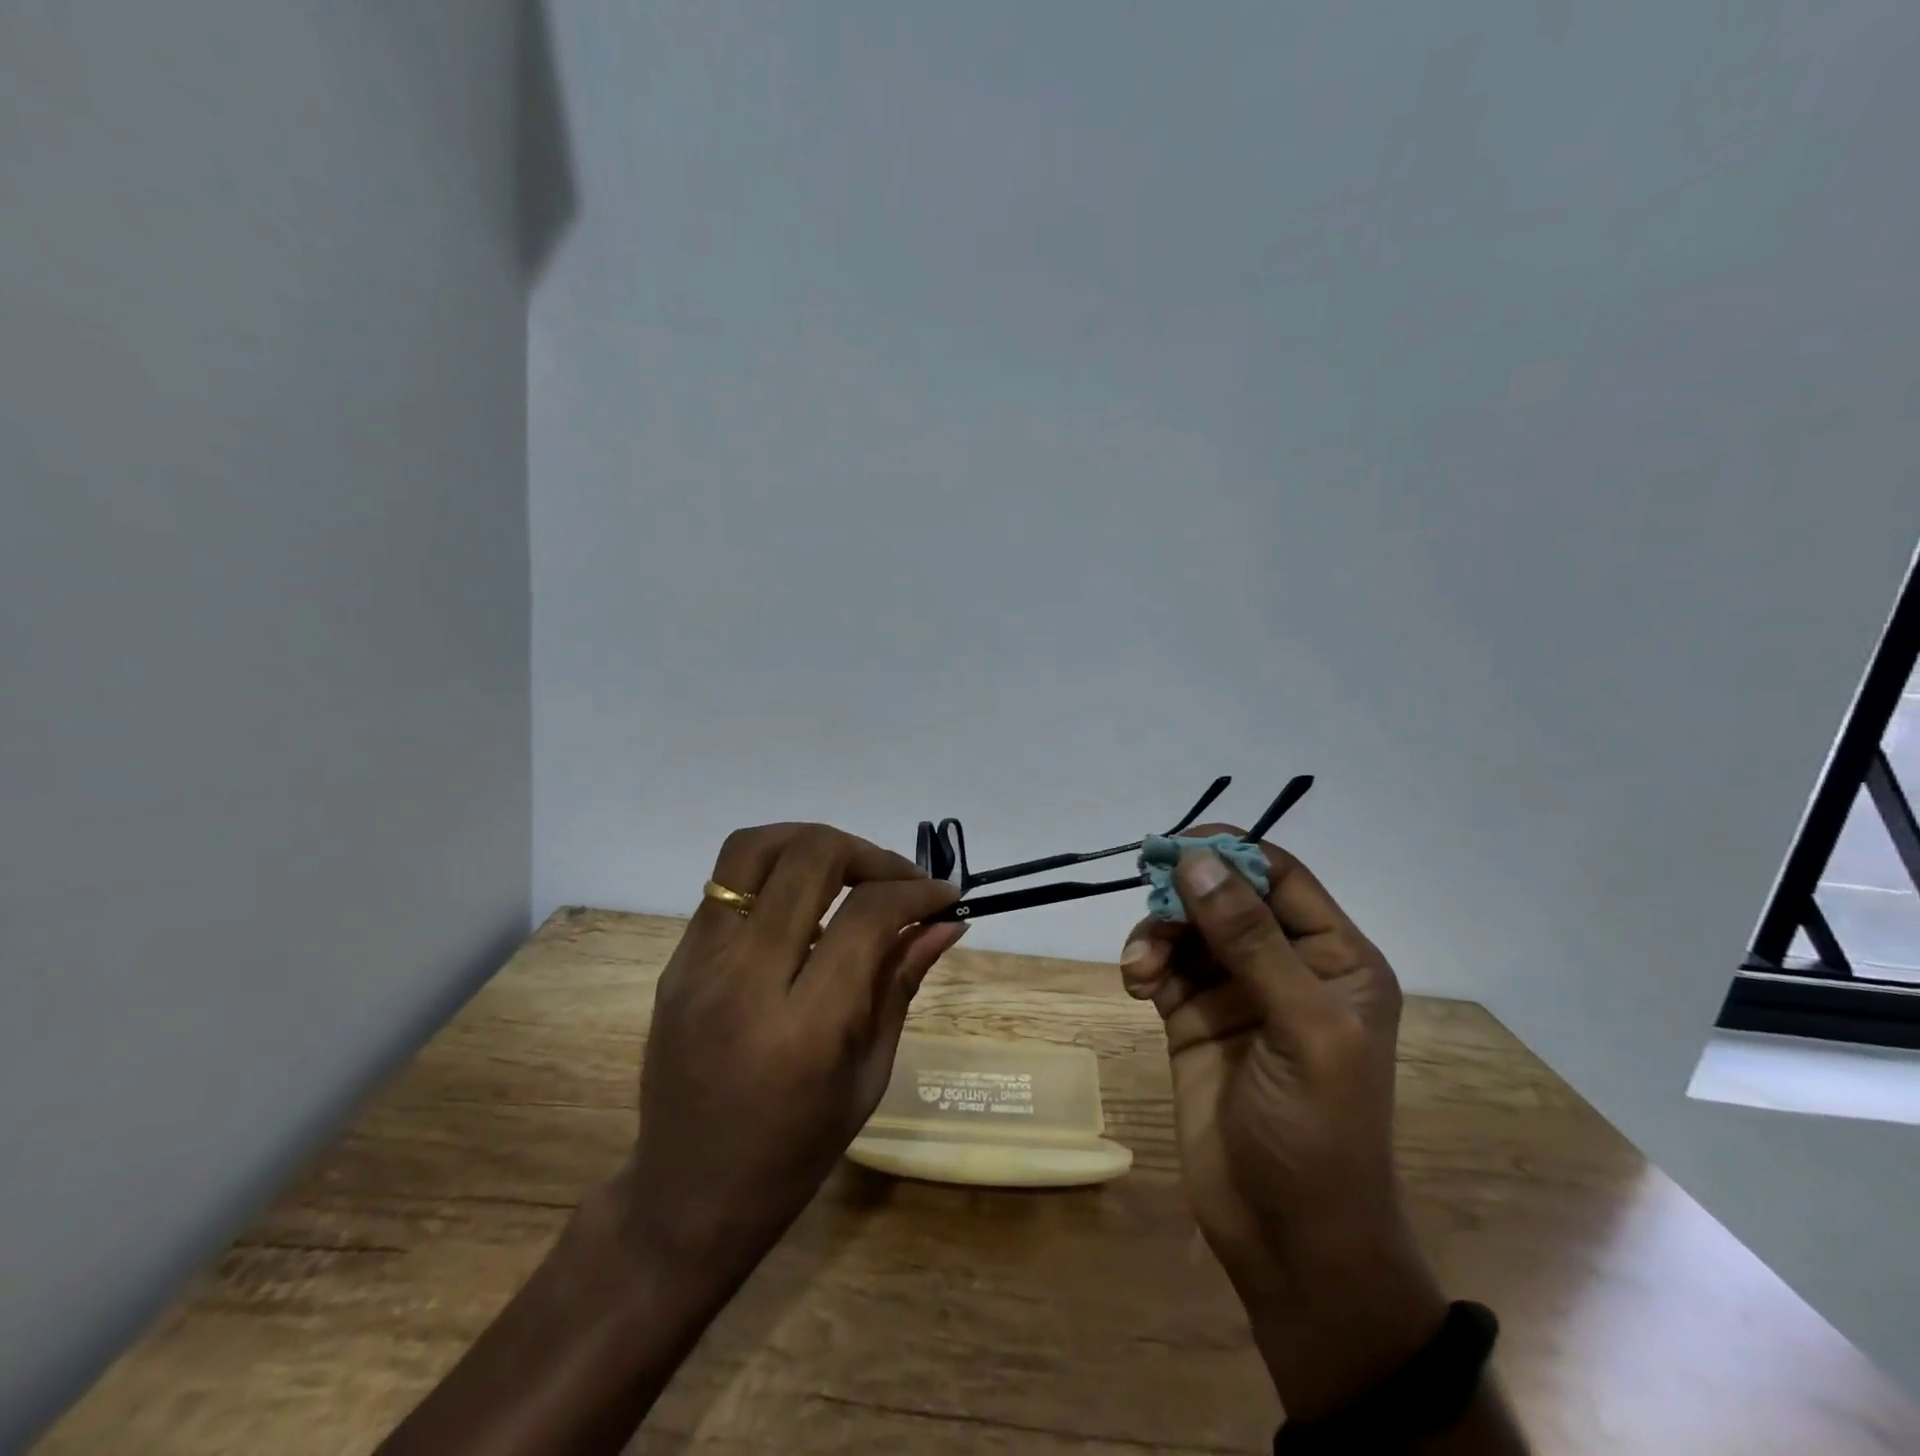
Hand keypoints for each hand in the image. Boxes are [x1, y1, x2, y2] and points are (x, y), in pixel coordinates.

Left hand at [611, 823, 964, 1280]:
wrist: (687, 1196)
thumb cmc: (794, 1153)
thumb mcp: (868, 1074)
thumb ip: (901, 981)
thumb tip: (946, 921)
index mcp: (804, 1027)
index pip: (867, 915)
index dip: (916, 891)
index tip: (944, 896)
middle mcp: (744, 980)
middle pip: (810, 858)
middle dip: (868, 853)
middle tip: (897, 879)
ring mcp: (699, 964)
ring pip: (754, 848)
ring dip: (813, 842)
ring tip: (849, 868)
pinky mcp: (676, 960)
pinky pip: (727, 882)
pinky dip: (776, 870)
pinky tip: (803, 901)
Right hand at [1119, 827, 1449, 1422]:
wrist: (1288, 1241)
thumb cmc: (1319, 1134)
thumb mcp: (1302, 1029)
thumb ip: (1251, 940)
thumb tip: (1197, 859)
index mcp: (1334, 958)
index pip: (1278, 876)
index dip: (1227, 852)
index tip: (1170, 847)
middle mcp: (1285, 965)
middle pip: (1223, 895)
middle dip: (1181, 897)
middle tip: (1147, 904)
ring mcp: (1235, 992)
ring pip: (1185, 928)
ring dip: (1156, 934)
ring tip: (1140, 971)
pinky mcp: (1193, 1018)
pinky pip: (1162, 965)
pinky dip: (1144, 963)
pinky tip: (1136, 986)